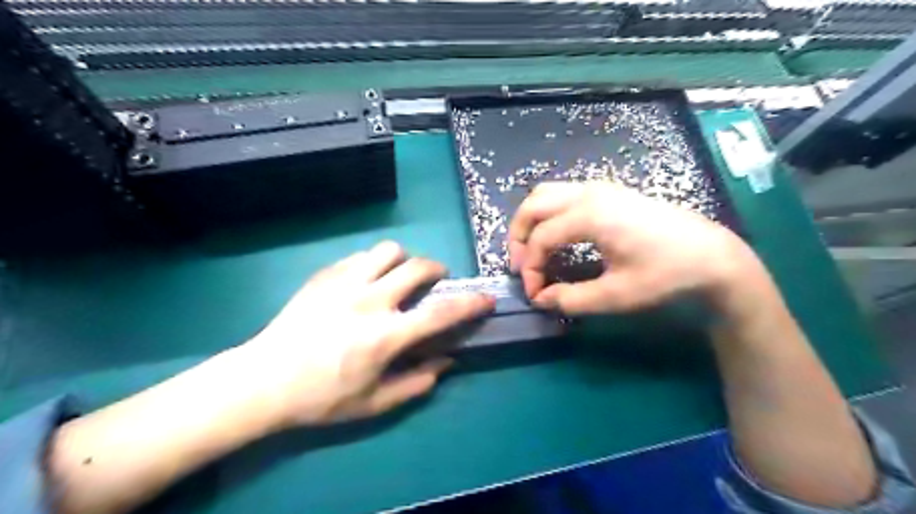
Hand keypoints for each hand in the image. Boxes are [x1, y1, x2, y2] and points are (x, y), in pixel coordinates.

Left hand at [243, 242, 494, 427]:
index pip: (441, 313)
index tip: (487, 299)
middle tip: (435, 281)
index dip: (470, 304)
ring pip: (388, 251)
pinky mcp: (324, 276)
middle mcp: (370, 300)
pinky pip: (360, 256)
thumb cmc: (321, 398)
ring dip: (403, 261)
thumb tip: (446, 362)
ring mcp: (344, 283)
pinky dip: (373, 264)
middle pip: (417, 267)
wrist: (263, 381)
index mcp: (385, 335)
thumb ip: (416, 383)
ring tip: (398, 276)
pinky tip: (365, 281)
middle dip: (437, 270)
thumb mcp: (374, 403)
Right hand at [505, 183, 755, 314]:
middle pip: (533, 205)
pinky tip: (556, 236)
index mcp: (590, 215)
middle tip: (521, 267)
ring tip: (533, 250)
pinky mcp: (610, 192)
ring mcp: (600, 188)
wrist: (713, 257)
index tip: (535, 294)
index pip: (541, 239)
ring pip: (546, 194)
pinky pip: (563, 194)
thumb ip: (571, 299)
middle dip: (518, 236)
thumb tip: (541, 299)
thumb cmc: (666, 276)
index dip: (530, 268)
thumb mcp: (616, 296)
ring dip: (531, 221)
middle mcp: (589, 193)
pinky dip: (548, 213)